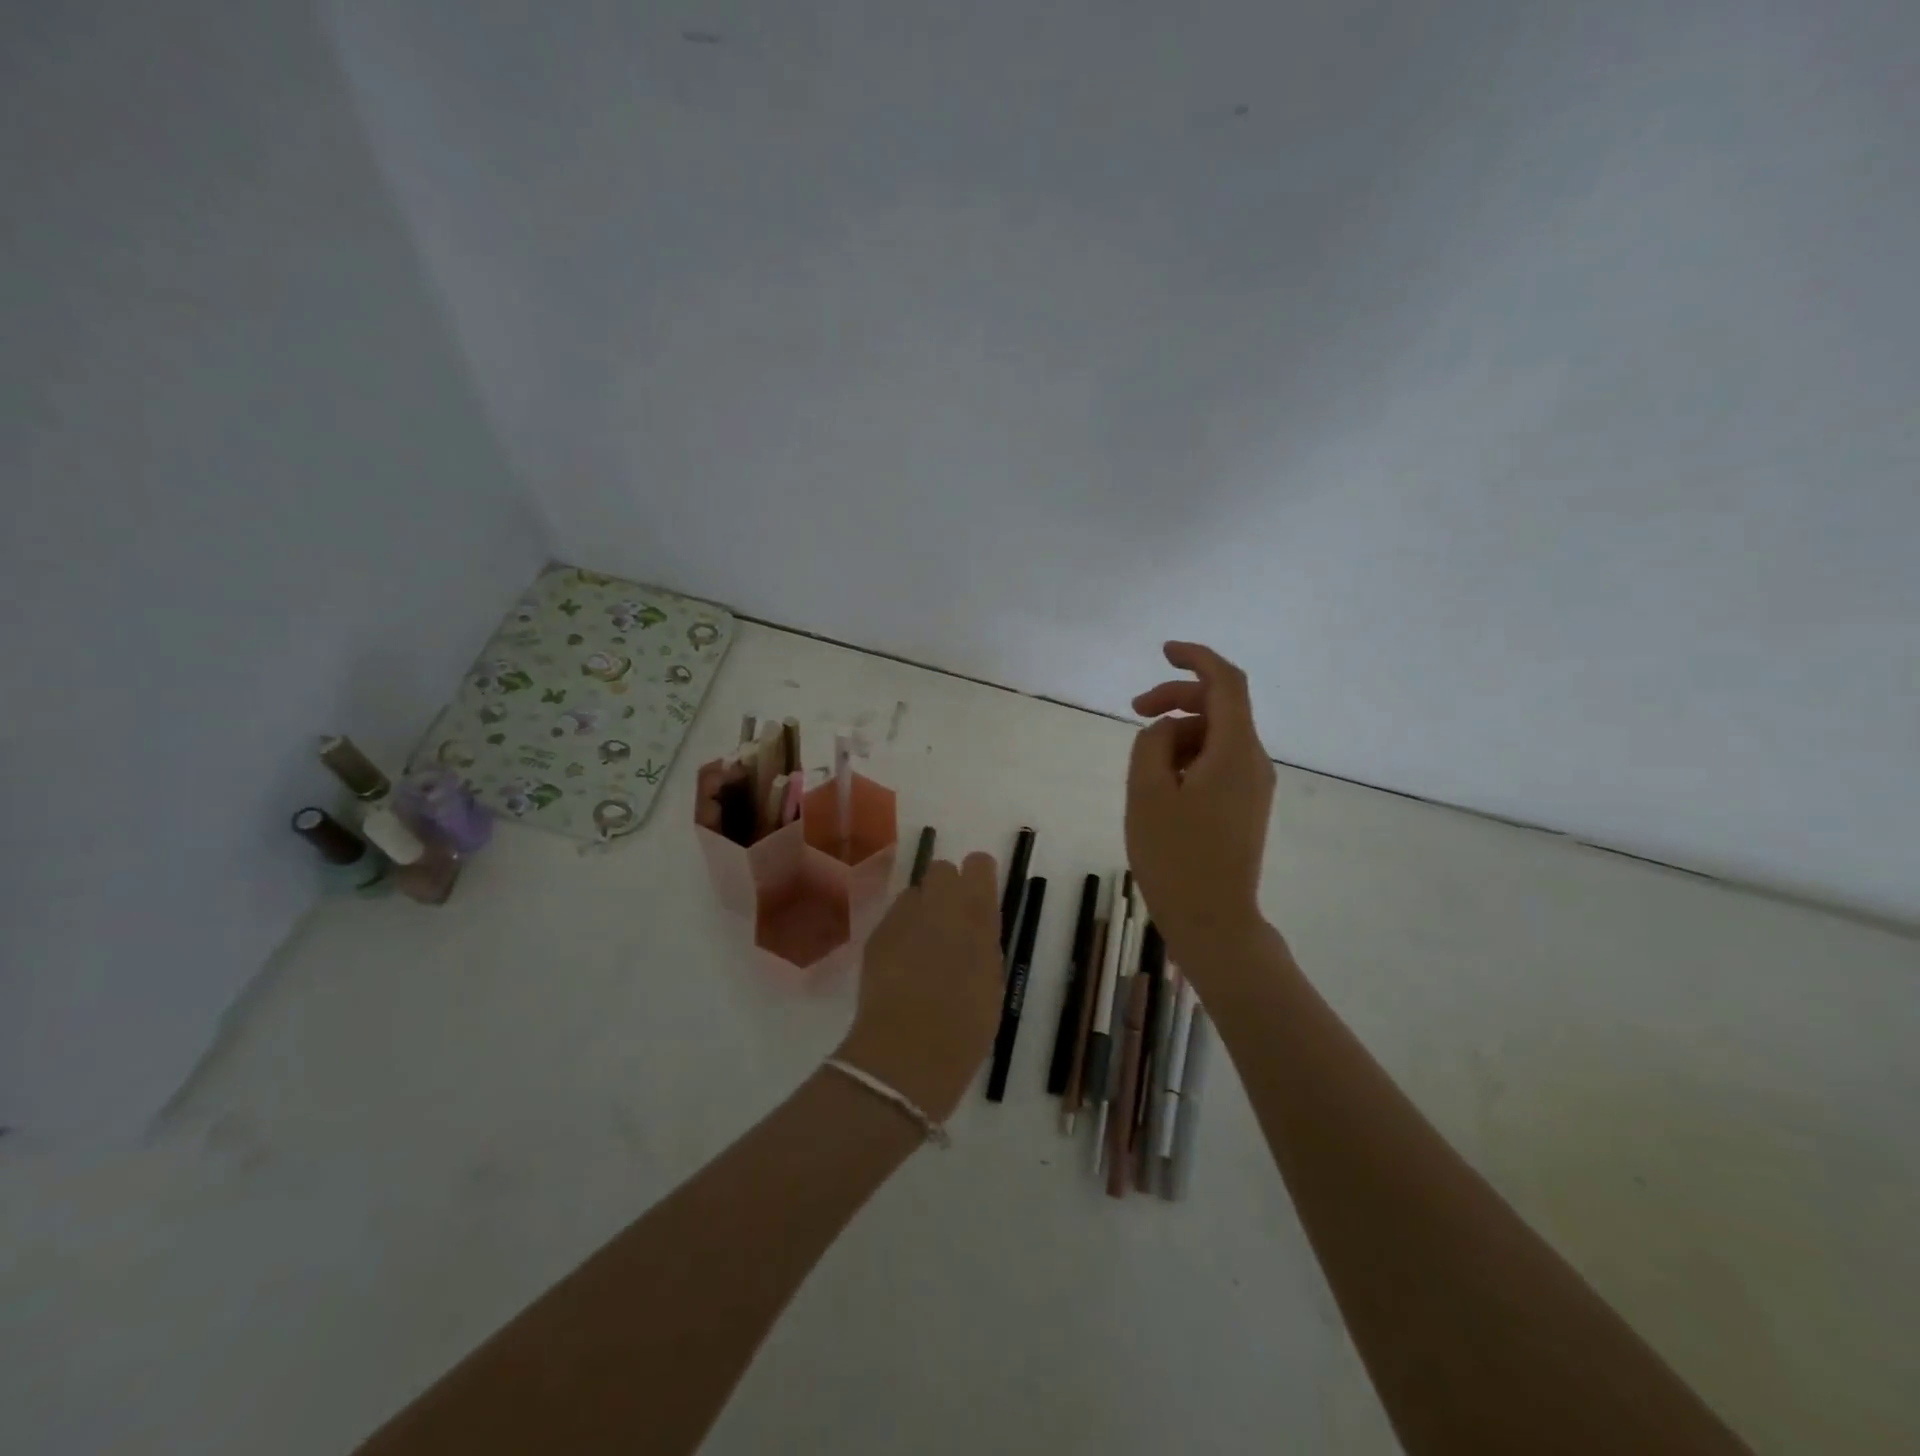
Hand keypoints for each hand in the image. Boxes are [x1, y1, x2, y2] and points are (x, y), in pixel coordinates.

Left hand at [835, 853, 1002, 1121]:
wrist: (908, 1052)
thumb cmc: (966, 1026)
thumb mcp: (991, 980)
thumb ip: (984, 942)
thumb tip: (976, 927)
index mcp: (976, 913)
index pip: (978, 865)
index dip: (978, 877)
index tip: (980, 896)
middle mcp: (939, 903)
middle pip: (941, 869)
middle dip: (947, 887)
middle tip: (951, 922)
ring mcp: (903, 916)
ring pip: (913, 892)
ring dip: (921, 909)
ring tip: (922, 945)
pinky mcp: (876, 934)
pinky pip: (893, 918)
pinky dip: (900, 931)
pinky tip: (901, 963)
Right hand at [1126, 641, 1275, 968]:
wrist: (1213, 920)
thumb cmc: (1176, 856)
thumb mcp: (1147, 792)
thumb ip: (1150, 744)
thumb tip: (1163, 728)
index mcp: (1235, 751)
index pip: (1227, 682)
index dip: (1197, 657)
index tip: (1164, 651)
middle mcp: (1254, 761)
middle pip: (1220, 707)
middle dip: (1176, 699)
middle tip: (1134, 709)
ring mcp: (1253, 785)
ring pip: (1216, 736)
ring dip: (1178, 734)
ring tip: (1142, 767)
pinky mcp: (1246, 805)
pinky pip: (1218, 762)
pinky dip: (1188, 758)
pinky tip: (1161, 785)